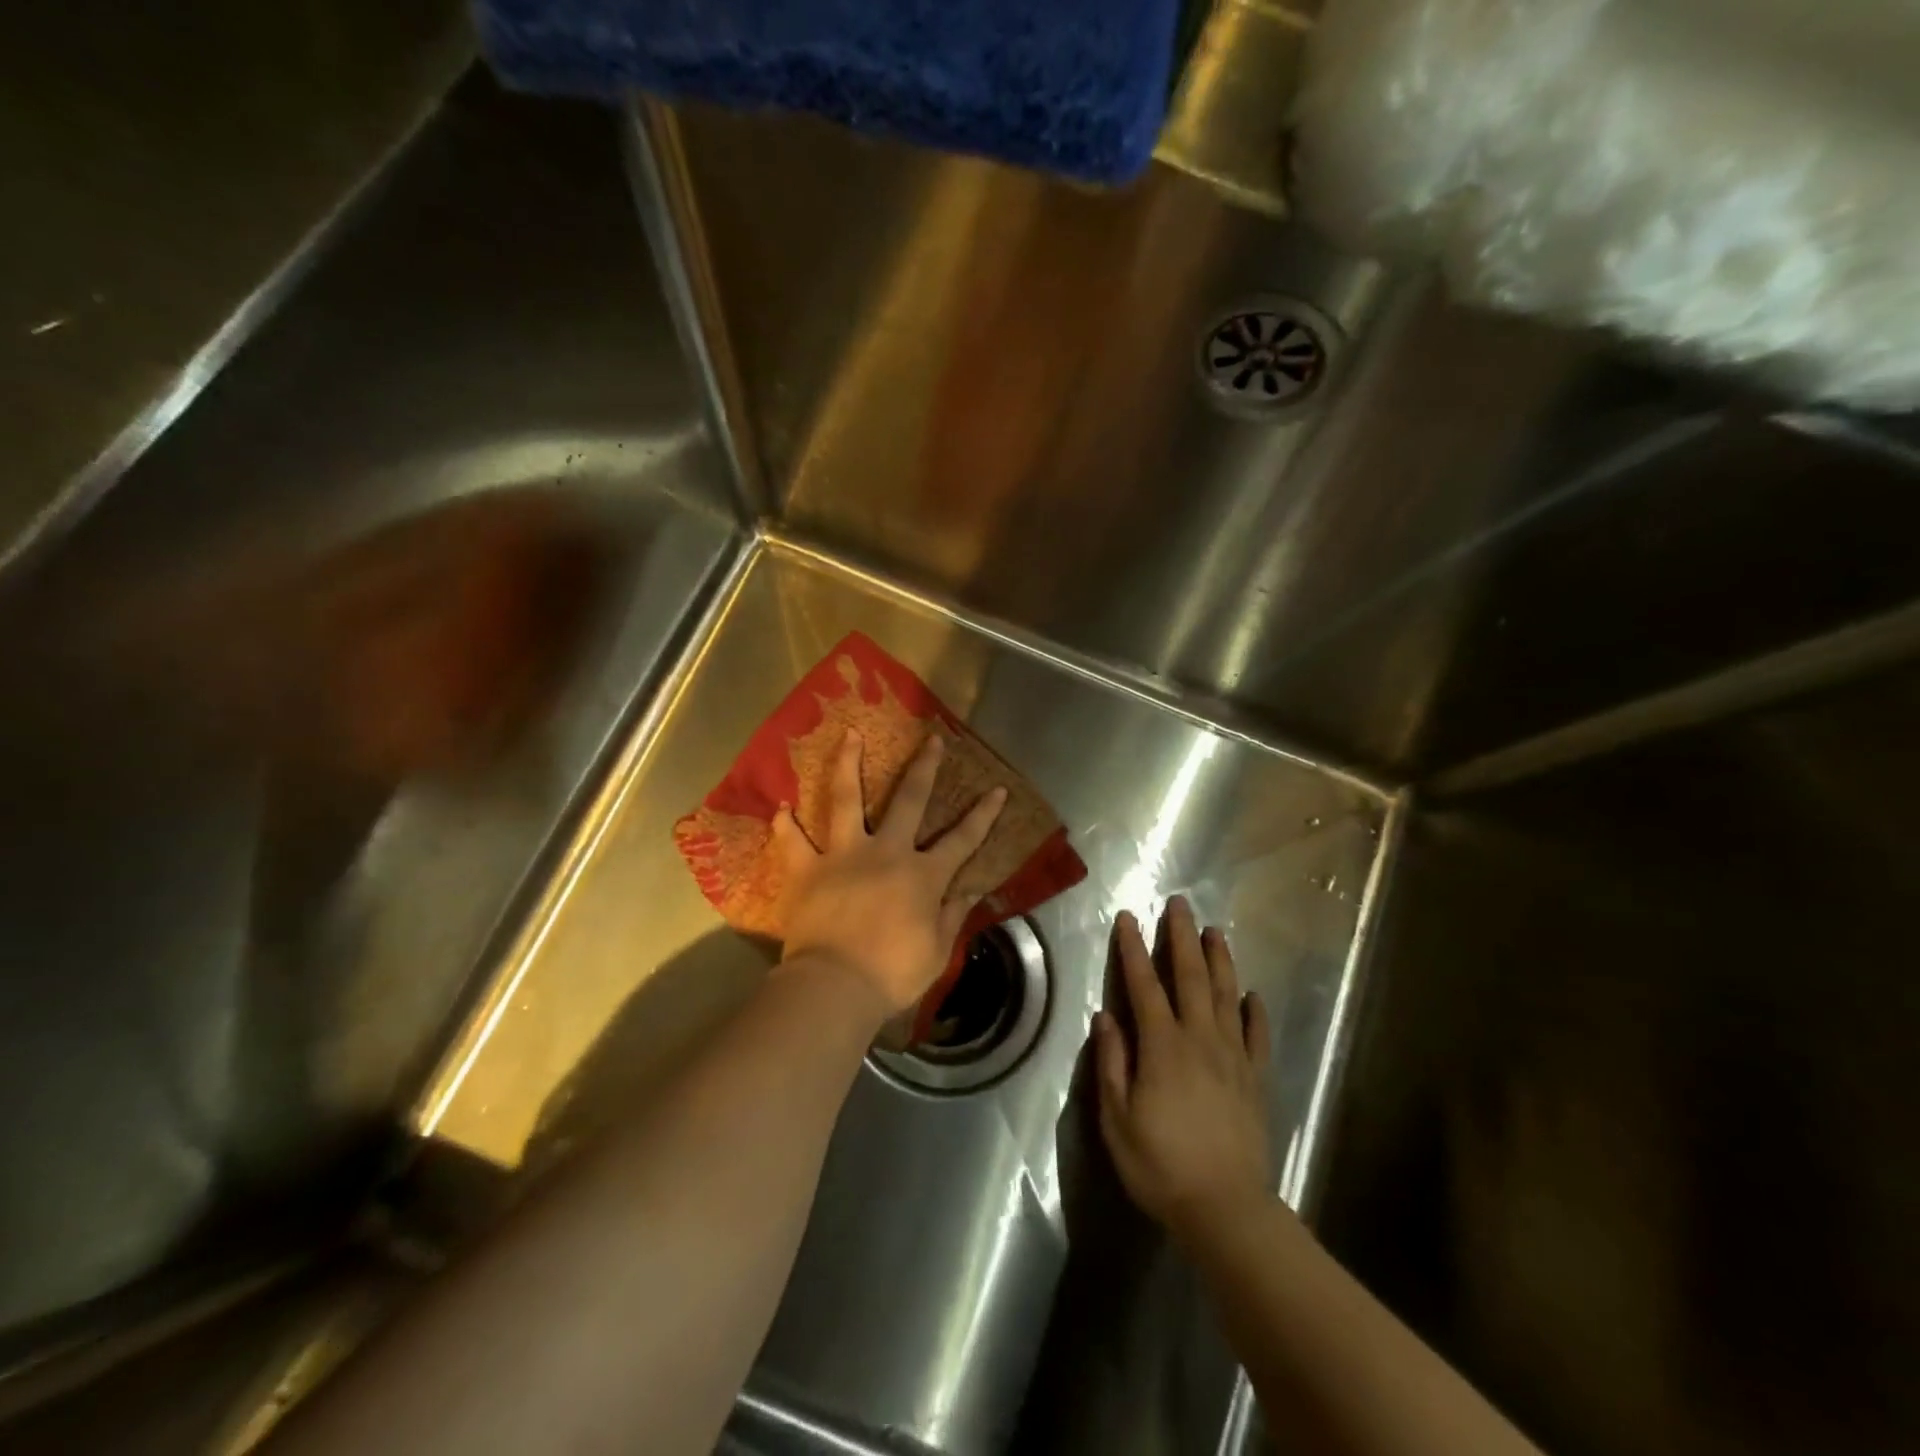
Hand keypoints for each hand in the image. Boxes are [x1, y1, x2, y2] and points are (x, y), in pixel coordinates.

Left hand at [774, 731, 1006, 1018]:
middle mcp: (886, 852)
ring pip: (846, 799)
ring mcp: (844, 855)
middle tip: (931, 739)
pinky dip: (785, 825)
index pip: (962, 840)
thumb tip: (971, 891)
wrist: (835, 986)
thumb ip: (953, 916)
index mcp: (922, 875)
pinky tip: (781, 808)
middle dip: (924, 768)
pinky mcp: (807, 868)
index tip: (998, 790)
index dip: (983, 815)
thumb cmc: (891, 974)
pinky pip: (793, 841)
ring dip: (848, 764)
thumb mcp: (936, 951)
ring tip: (849, 735)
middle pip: (909, 800)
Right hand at [1093, 897, 1273, 1248]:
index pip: (1144, 985)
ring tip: (1215, 930)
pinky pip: (1257, 1036)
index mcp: (1162, 1046)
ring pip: (1227, 996)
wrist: (1226, 1210)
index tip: (1128, 918)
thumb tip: (1106, 1017)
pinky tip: (1252, 993)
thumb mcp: (1117, 1119)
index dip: (1134, 949)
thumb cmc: (1160, 1164)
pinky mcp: (1255, 1080)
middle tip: (1180, 904)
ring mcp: (1232, 1058)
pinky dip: (1255, 1011)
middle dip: (1182, 937)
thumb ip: (1112, 1063)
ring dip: (1220, 960)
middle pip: (1191, 977)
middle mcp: (1200, 1039)